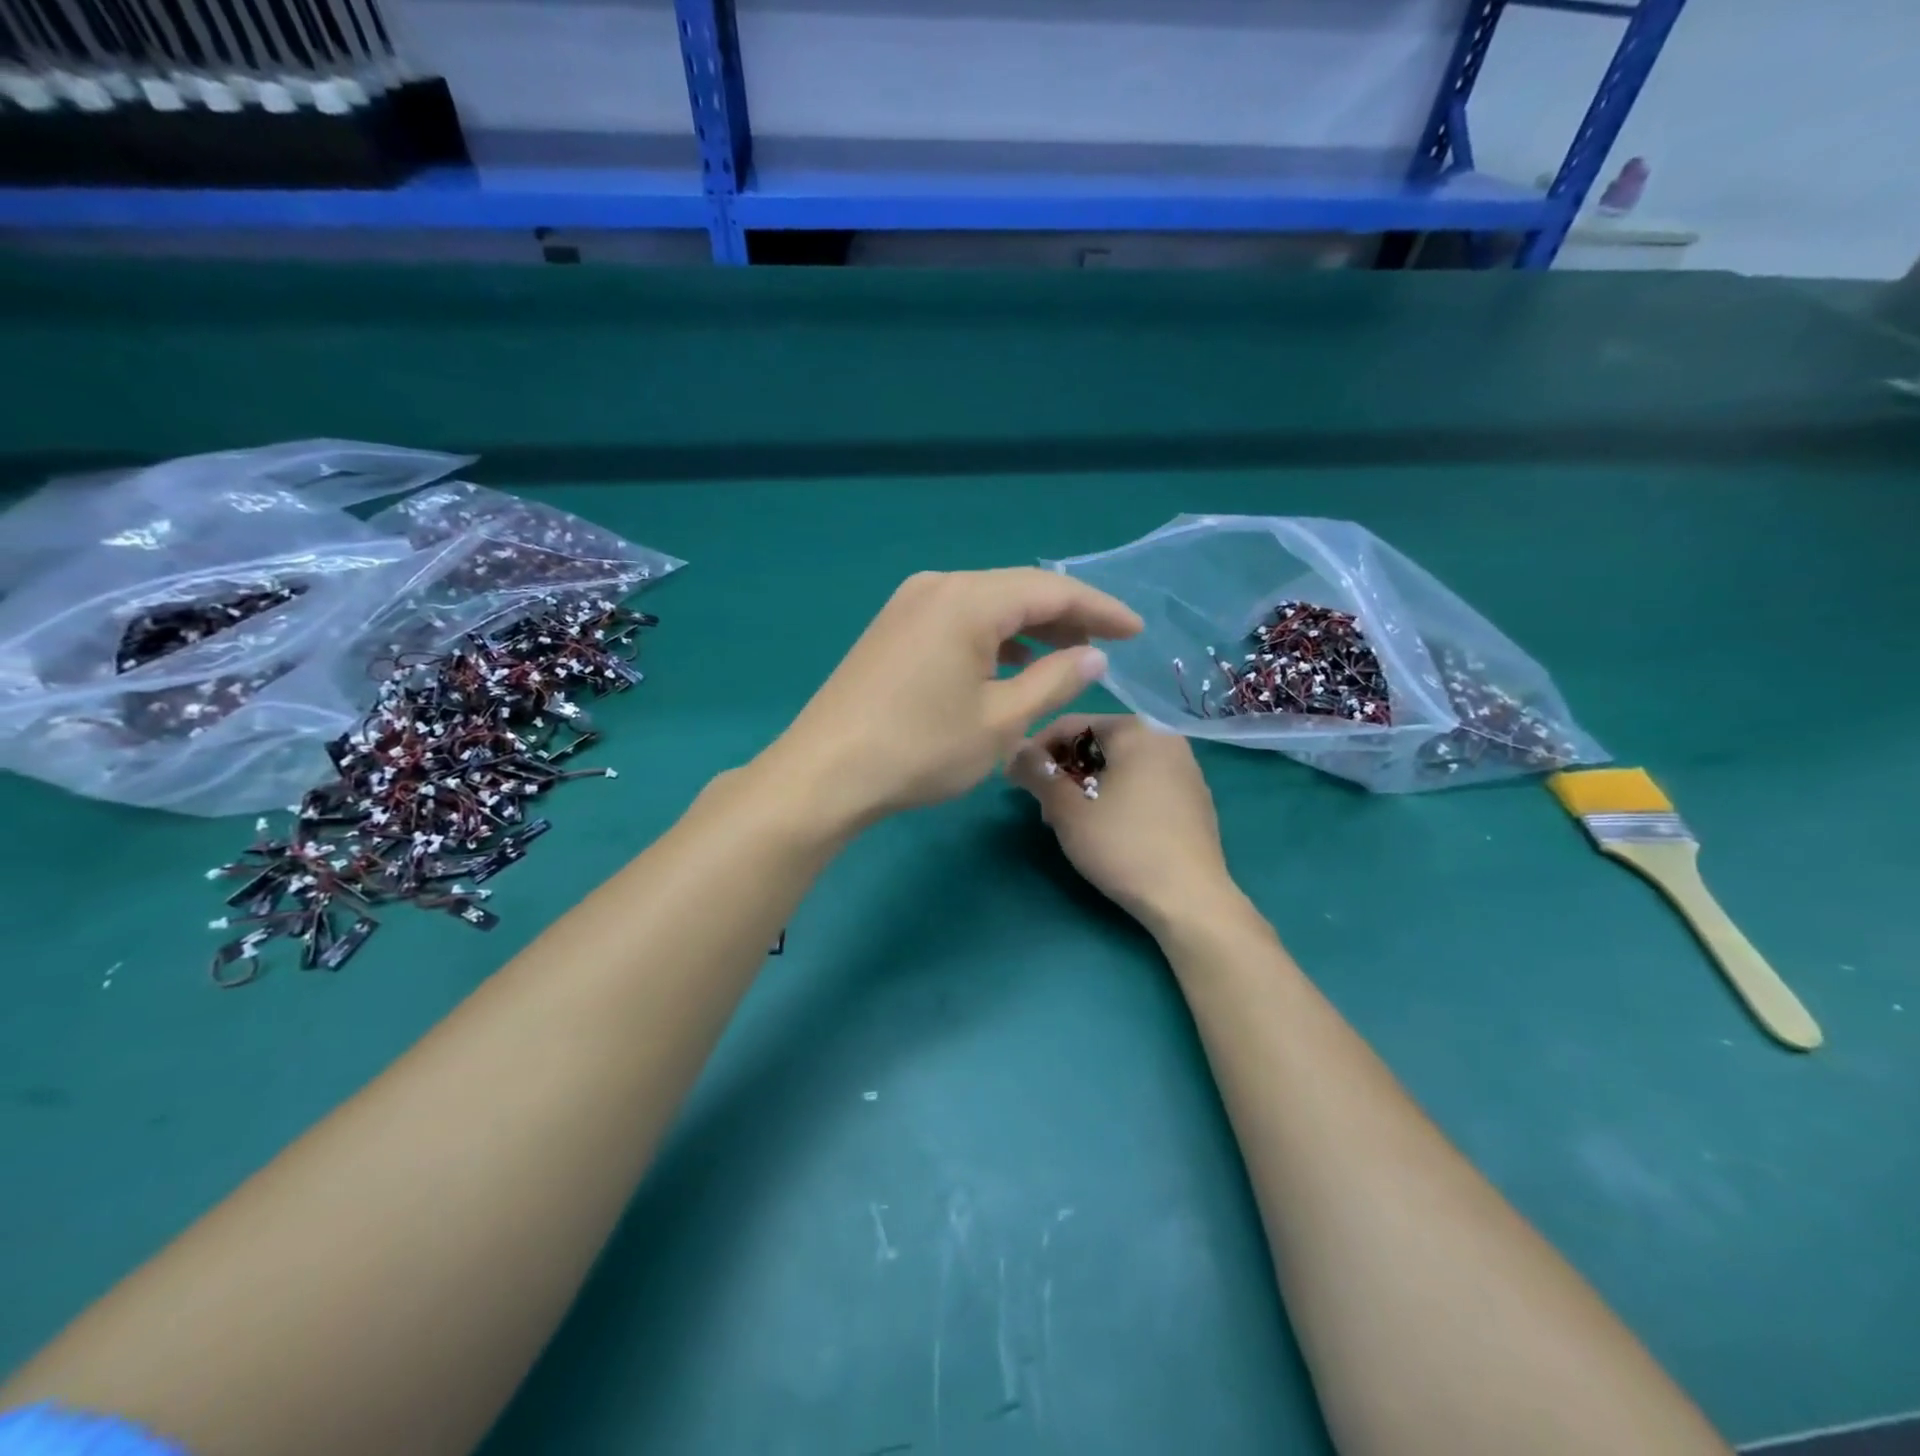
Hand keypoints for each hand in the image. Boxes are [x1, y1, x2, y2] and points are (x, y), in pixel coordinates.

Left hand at [767, 569, 1142, 827]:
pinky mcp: (892, 629)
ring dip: (1028, 629)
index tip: (1136, 631)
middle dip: (1066, 617)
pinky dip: (992, 638)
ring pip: (986, 605)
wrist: (825, 773)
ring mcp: (908, 605)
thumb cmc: (920, 749)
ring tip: (1064, 659)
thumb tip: (1093, 656)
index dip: (1100, 609)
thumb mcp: (1001, 721)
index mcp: (968, 599)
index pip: (1051, 590)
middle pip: (1017, 590)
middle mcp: (937, 587)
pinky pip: (957, 620)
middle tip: (1104, 648)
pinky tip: (1008, 665)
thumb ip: (1054, 681)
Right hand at [1011, 713, 1238, 931]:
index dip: (1035, 751)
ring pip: (1120, 765)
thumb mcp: (1067, 810)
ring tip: (1070, 821)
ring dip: (1087, 785)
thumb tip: (1015, 750)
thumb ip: (1037, 773)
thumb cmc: (1122, 845)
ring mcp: (1185, 769)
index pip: (1070, 725)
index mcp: (1136, 730)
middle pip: (1097, 743)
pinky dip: (1117, 795)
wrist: (1189, 899)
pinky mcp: (1194, 799)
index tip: (1015, 780)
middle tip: (1043, 808)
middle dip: (1064, 771)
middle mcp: (1165, 738)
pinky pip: (1143, 783)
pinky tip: (1107, 829)